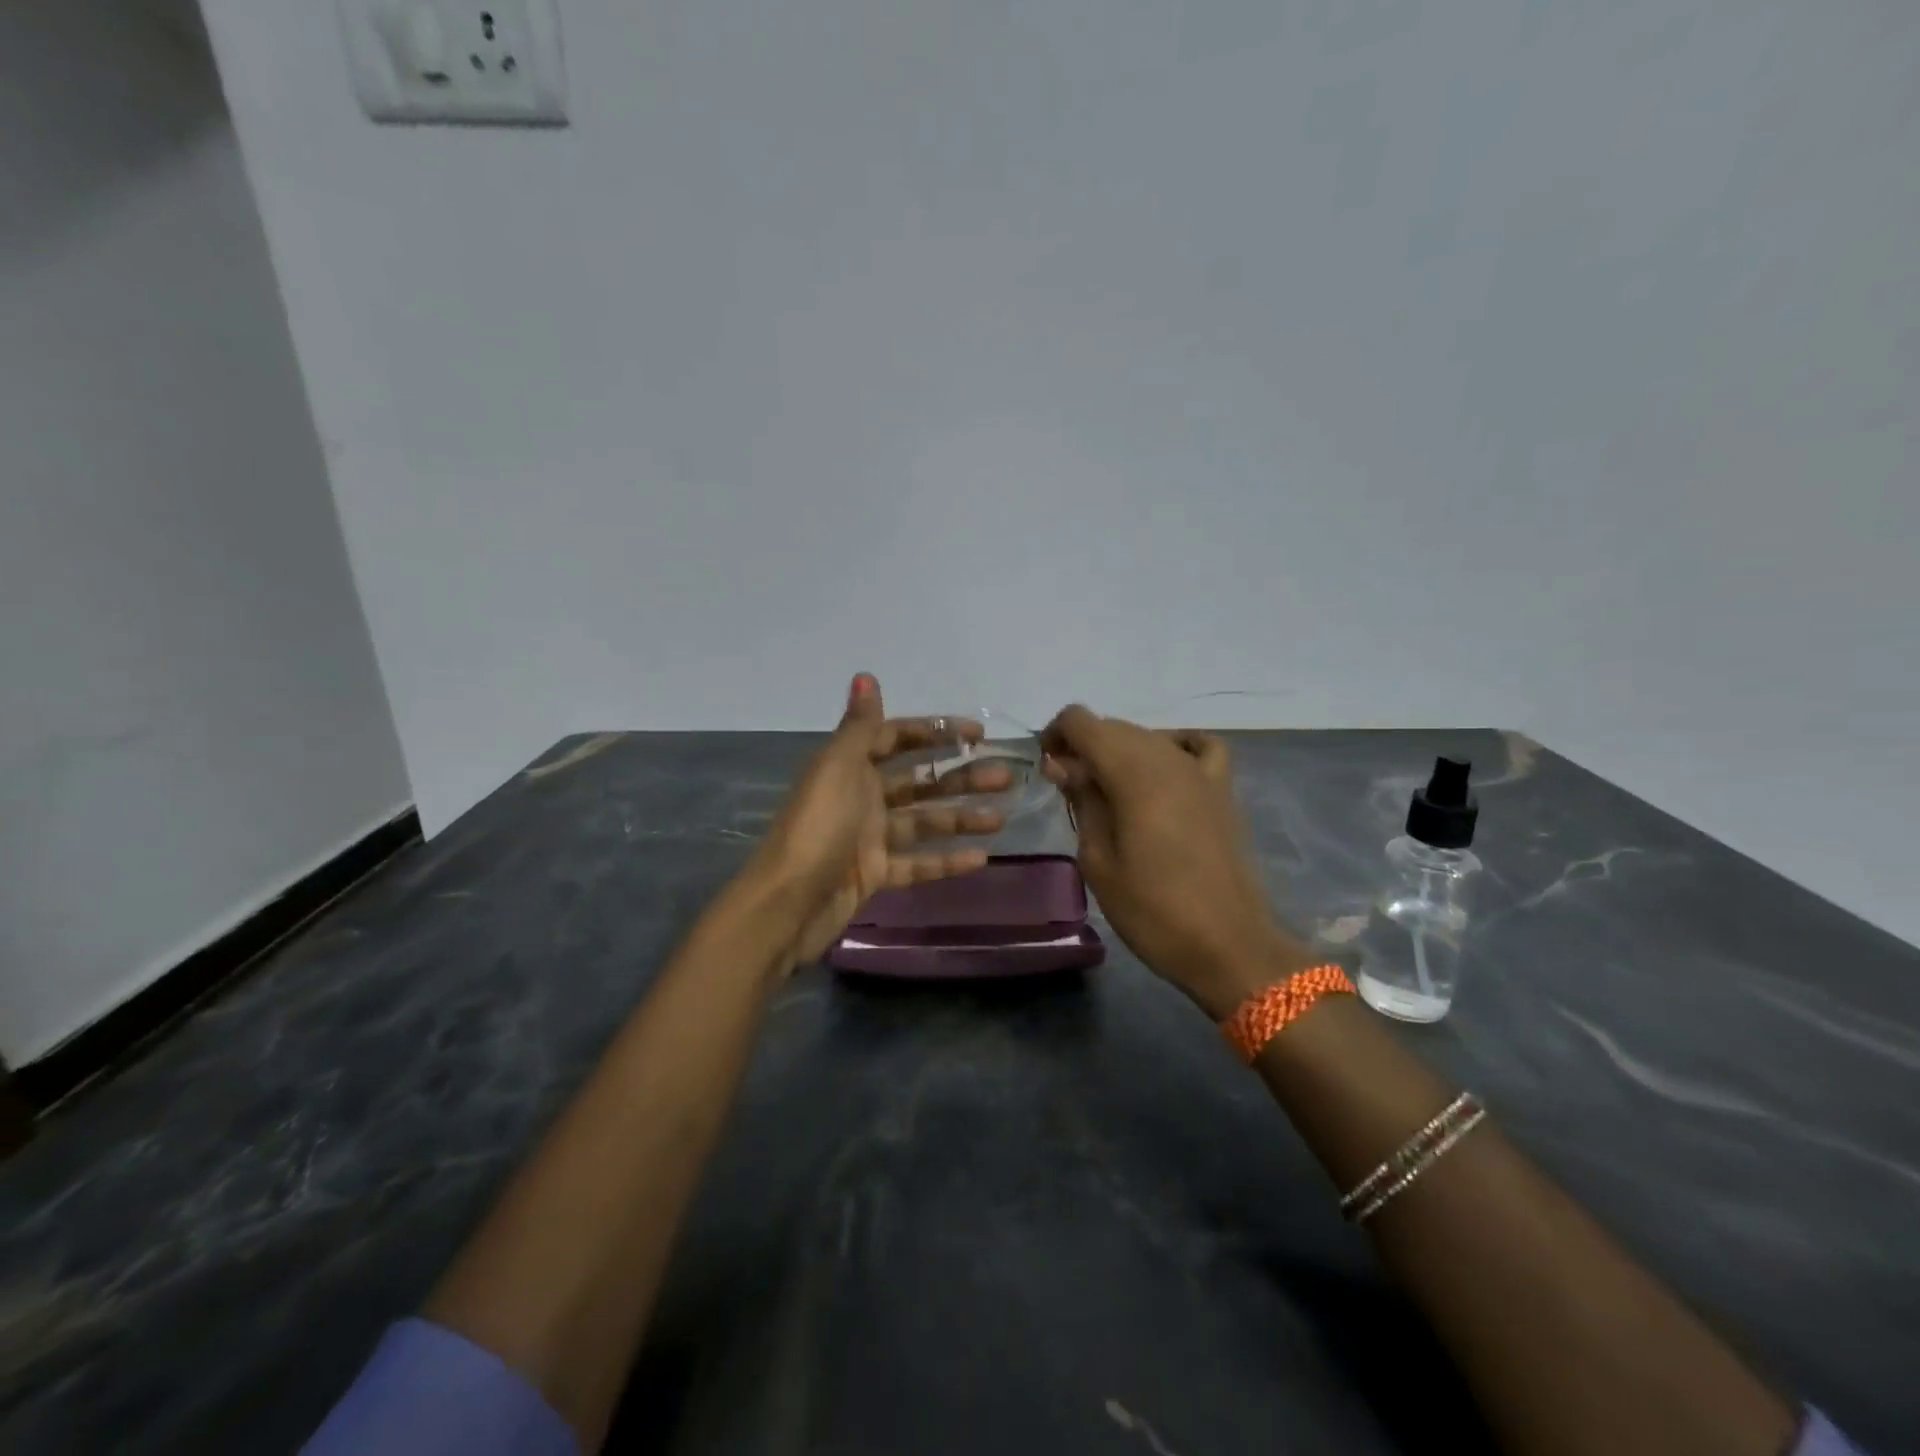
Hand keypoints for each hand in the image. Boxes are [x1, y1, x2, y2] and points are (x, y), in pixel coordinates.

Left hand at [748, 674, 1010, 968]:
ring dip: (961, 818)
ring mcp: (869, 838)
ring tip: (1001, 817)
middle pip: (919, 781)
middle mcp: (861, 797)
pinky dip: (945, 861)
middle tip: (1004, 777)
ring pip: (923, 822)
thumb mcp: (838, 768)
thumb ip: (860, 726)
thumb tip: (865, 675)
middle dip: (961, 777)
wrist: (787, 903)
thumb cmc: (817, 827)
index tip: (977, 735)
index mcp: (849, 767)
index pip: (897, 738)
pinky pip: (917, 863)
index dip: (935, 733)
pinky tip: (980, 858)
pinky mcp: (874, 875)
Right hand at [1041, 706, 1309, 1016]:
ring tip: (1108, 793)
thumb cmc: (1152, 911)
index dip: (1056, 735)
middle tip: (1070, 790)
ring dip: (1119, 752)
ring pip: (1149, 736)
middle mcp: (1167, 758)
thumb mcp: (1098, 860)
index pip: (1082, 721)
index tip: (1048, 769)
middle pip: (1114, 727)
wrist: (1228, 946)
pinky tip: (1163, 772)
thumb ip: (1082, 801)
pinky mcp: (1223, 790)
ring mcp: (1200, 771)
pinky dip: (1173, 747)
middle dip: (1084, 746)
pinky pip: (1197, 747)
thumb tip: (1063, 763)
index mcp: (1132, 773)